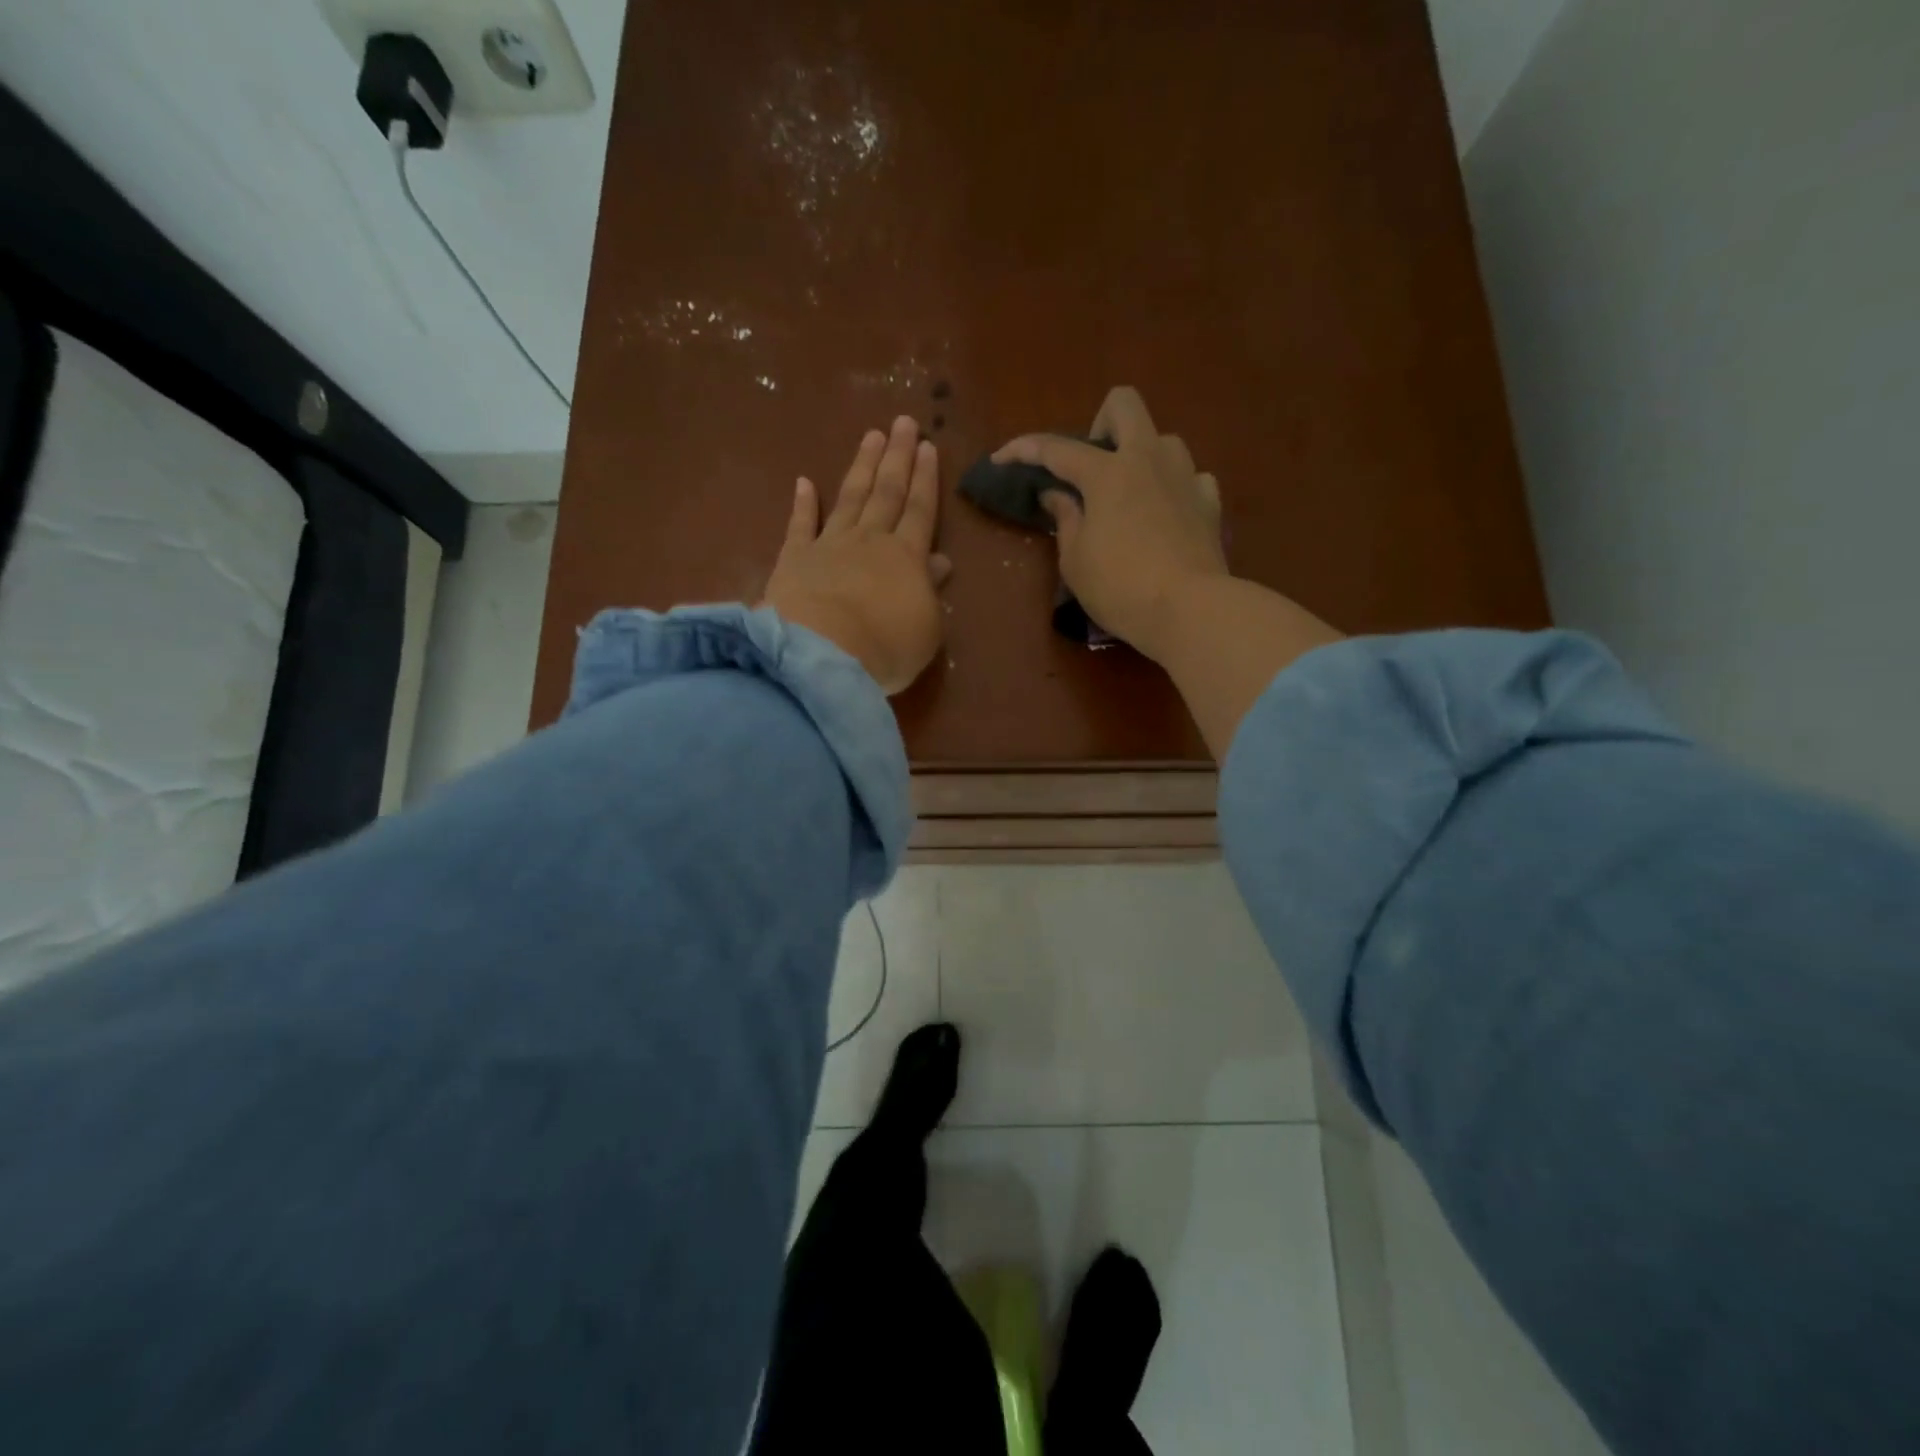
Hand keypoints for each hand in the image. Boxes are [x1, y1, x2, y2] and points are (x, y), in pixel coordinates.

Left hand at [764, 415, 952, 694]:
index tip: (928, 446)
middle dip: (897, 456)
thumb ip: (931, 591)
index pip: (921, 510)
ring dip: (862, 466)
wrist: (824, 653)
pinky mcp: (794, 559)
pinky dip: (803, 502)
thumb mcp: (927, 628)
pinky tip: (804, 481)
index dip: (926, 479)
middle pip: (887, 492)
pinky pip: (801, 524)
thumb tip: (939, 562)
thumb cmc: (887, 648)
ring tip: (871, 436)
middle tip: (903, 422)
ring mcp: (830, 545)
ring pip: (851, 497)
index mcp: (907, 557)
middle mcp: (870, 541)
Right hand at [993, 387, 1226, 662]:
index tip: (1001, 459)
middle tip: (1090, 468)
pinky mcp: (1209, 502)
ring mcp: (1185, 476)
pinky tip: (1163, 516)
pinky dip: (1171, 489)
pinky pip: (1189, 477)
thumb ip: (1066, 519)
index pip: (1056, 449)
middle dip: (1099, 424)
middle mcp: (1148, 460)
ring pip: (1162, 440)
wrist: (1190, 610)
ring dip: (1140, 458)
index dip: (1023, 449)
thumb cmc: (1120, 588)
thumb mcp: (1076, 561)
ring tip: (1129, 497)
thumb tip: (1057, 494)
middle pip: (1124, 404)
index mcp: (1107, 473)